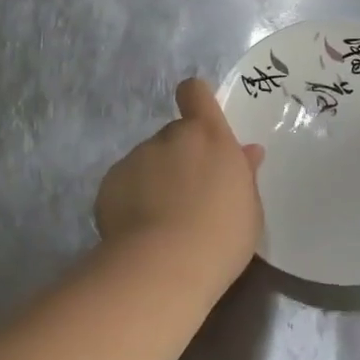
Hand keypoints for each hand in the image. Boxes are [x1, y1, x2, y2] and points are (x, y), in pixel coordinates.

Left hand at [96, 78, 264, 269]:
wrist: (164, 266)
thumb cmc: (222, 236)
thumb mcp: (249, 208)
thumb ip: (244, 174)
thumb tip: (248, 152)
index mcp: (209, 136)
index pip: (195, 92)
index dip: (196, 100)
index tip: (201, 121)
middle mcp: (170, 137)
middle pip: (175, 133)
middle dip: (181, 155)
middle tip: (189, 193)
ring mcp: (136, 158)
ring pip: (148, 159)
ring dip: (156, 178)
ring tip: (162, 219)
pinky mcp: (110, 183)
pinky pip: (125, 183)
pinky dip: (132, 198)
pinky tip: (140, 230)